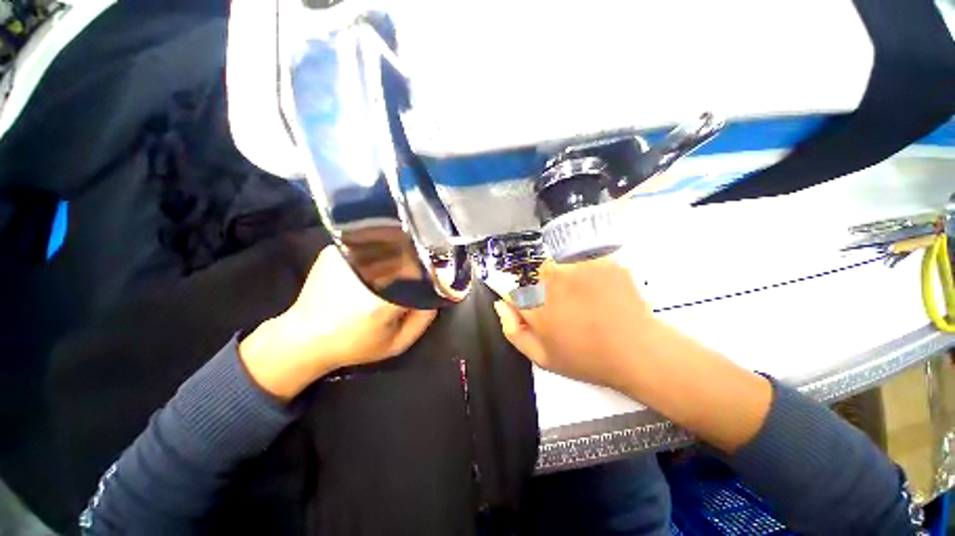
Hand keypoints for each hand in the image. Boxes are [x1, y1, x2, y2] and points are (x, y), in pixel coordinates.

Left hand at [240, 246, 436, 400]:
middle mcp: (366, 272)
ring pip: (389, 246)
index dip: (435, 272)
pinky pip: (371, 245)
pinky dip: (382, 251)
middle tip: (425, 268)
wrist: (304, 337)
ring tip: (404, 264)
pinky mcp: (336, 251)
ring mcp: (347, 256)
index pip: (423, 274)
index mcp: (382, 300)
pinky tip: (381, 261)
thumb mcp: (396, 344)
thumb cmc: (354, 345)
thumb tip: (436, 291)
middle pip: (407, 254)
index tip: (440, 276)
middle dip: (419, 260)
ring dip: (401, 253)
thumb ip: (423, 319)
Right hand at [492, 256, 663, 391]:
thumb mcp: (541, 356)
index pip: (517, 289)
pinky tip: (604, 293)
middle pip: (541, 274)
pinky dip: (592, 274)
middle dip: (550, 289)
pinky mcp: (603, 259)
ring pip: (564, 265)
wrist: (638, 352)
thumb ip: (513, 329)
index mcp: (534, 301)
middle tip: (571, 309)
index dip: (529, 301)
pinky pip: (587, 261)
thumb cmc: (585, 358)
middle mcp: (552, 277)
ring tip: (588, 302)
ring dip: (570, 279)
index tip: (546, 312)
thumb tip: (501, 303)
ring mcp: (579, 265)